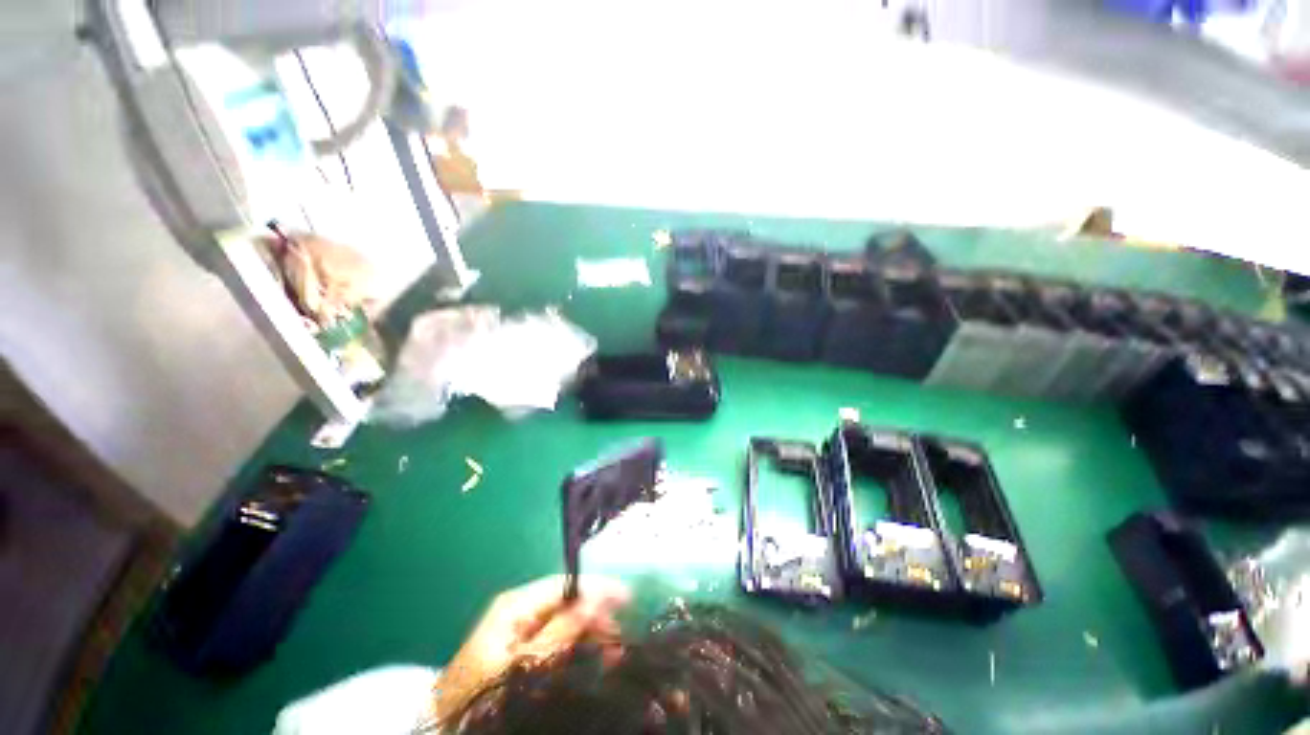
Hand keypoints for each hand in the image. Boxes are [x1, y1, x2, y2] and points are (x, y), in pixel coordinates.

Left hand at [433, 576, 629, 721]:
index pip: (567, 584)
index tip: (627, 598)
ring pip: (565, 621)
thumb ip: (561, 630)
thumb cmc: (484, 692)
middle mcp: (521, 609)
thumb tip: (598, 598)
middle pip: (568, 601)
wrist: (447, 726)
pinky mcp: (521, 649)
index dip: (598, 588)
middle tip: (623, 635)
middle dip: (596, 615)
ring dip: (590, 632)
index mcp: (517, 603)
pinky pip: (557, 638)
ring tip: (615, 650)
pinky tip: (593, 657)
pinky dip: (577, 646)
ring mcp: (520, 629)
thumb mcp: (525, 662)